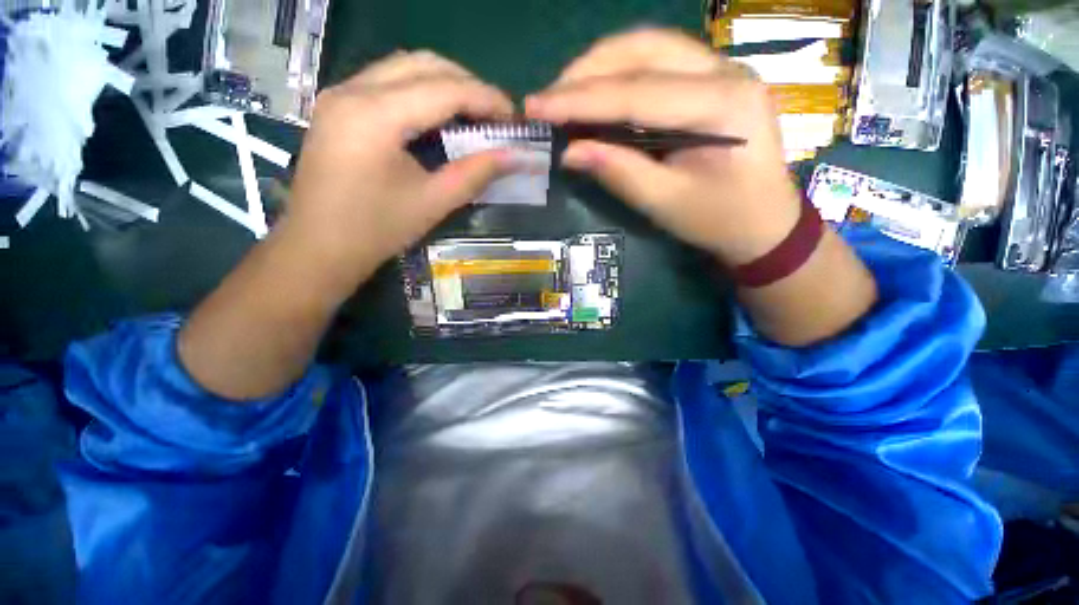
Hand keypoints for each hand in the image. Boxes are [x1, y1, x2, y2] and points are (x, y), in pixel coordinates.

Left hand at [283, 51, 515, 295]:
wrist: (318, 248)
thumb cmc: (376, 231)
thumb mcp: (433, 203)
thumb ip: (476, 173)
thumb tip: (516, 156)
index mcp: (375, 115)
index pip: (444, 89)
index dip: (486, 98)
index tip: (514, 117)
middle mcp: (353, 90)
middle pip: (423, 64)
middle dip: (468, 84)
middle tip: (495, 115)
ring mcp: (340, 94)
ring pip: (404, 67)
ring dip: (445, 83)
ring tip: (473, 114)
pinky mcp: (338, 107)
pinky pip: (387, 82)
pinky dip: (421, 91)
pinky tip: (439, 118)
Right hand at [525, 29, 800, 266]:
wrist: (764, 222)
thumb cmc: (720, 220)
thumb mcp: (665, 203)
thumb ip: (618, 172)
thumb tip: (569, 152)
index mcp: (722, 104)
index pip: (637, 92)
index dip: (580, 100)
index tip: (535, 107)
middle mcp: (725, 70)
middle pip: (643, 50)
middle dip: (585, 73)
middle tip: (546, 101)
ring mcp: (721, 68)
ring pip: (648, 47)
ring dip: (599, 67)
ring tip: (563, 96)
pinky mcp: (711, 79)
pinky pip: (657, 61)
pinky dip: (618, 74)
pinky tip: (595, 93)